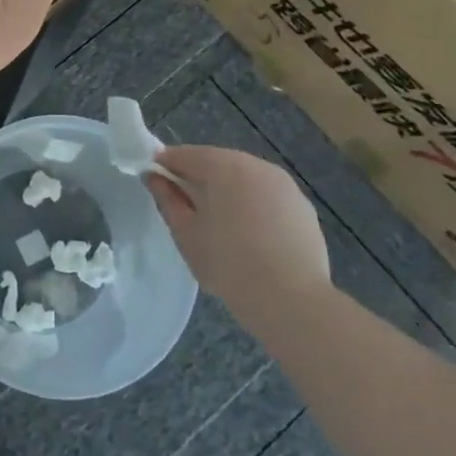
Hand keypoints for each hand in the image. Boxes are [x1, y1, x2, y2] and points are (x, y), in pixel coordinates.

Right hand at [145, 146, 330, 303]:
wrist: (292, 300)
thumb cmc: (229, 265)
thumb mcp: (186, 233)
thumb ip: (167, 199)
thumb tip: (153, 177)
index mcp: (223, 166)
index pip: (185, 154)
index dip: (165, 165)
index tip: (154, 182)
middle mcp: (256, 165)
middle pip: (217, 162)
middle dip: (198, 177)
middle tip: (184, 206)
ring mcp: (284, 184)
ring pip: (244, 177)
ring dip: (227, 190)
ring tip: (217, 222)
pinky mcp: (302, 206)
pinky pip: (267, 195)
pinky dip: (252, 204)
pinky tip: (249, 234)